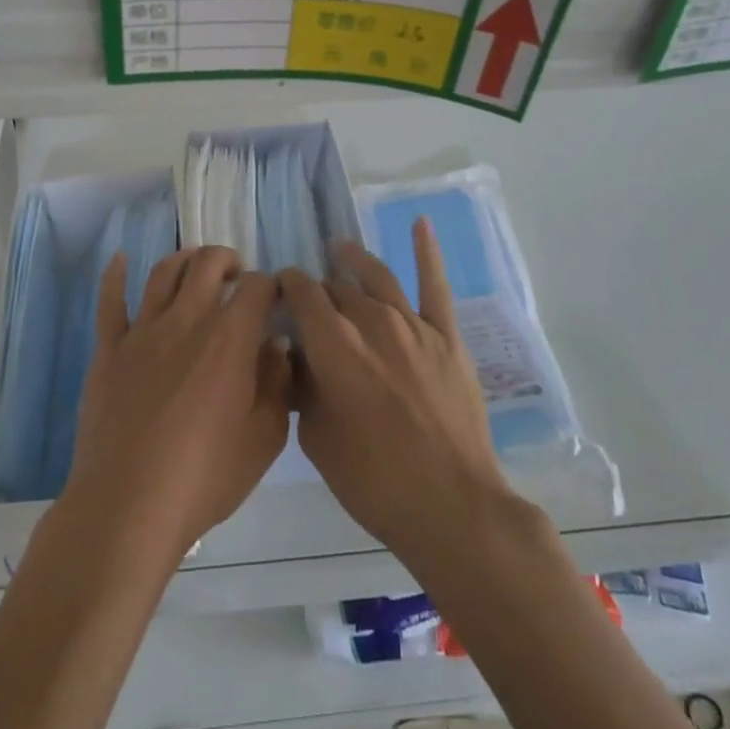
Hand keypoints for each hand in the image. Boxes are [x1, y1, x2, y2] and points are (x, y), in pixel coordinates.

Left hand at [62, 246, 291, 564]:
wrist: (128, 507)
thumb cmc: (205, 478)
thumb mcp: (264, 438)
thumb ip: (277, 382)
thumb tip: (275, 344)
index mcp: (230, 339)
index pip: (258, 286)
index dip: (271, 284)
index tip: (275, 298)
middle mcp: (187, 320)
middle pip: (208, 264)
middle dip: (229, 260)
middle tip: (237, 278)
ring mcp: (143, 331)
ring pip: (164, 272)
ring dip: (185, 260)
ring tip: (195, 269)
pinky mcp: (109, 349)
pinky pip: (110, 300)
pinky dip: (115, 274)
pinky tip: (120, 259)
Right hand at [283, 220, 517, 577]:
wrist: (451, 505)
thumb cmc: (373, 480)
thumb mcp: (317, 438)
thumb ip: (304, 387)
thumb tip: (301, 357)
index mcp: (333, 345)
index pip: (302, 293)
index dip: (286, 286)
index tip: (278, 290)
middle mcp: (371, 322)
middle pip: (336, 287)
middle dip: (318, 287)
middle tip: (309, 296)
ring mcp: (413, 325)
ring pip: (378, 277)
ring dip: (355, 260)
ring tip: (341, 248)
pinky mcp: (446, 337)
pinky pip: (435, 285)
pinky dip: (427, 251)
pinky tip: (420, 223)